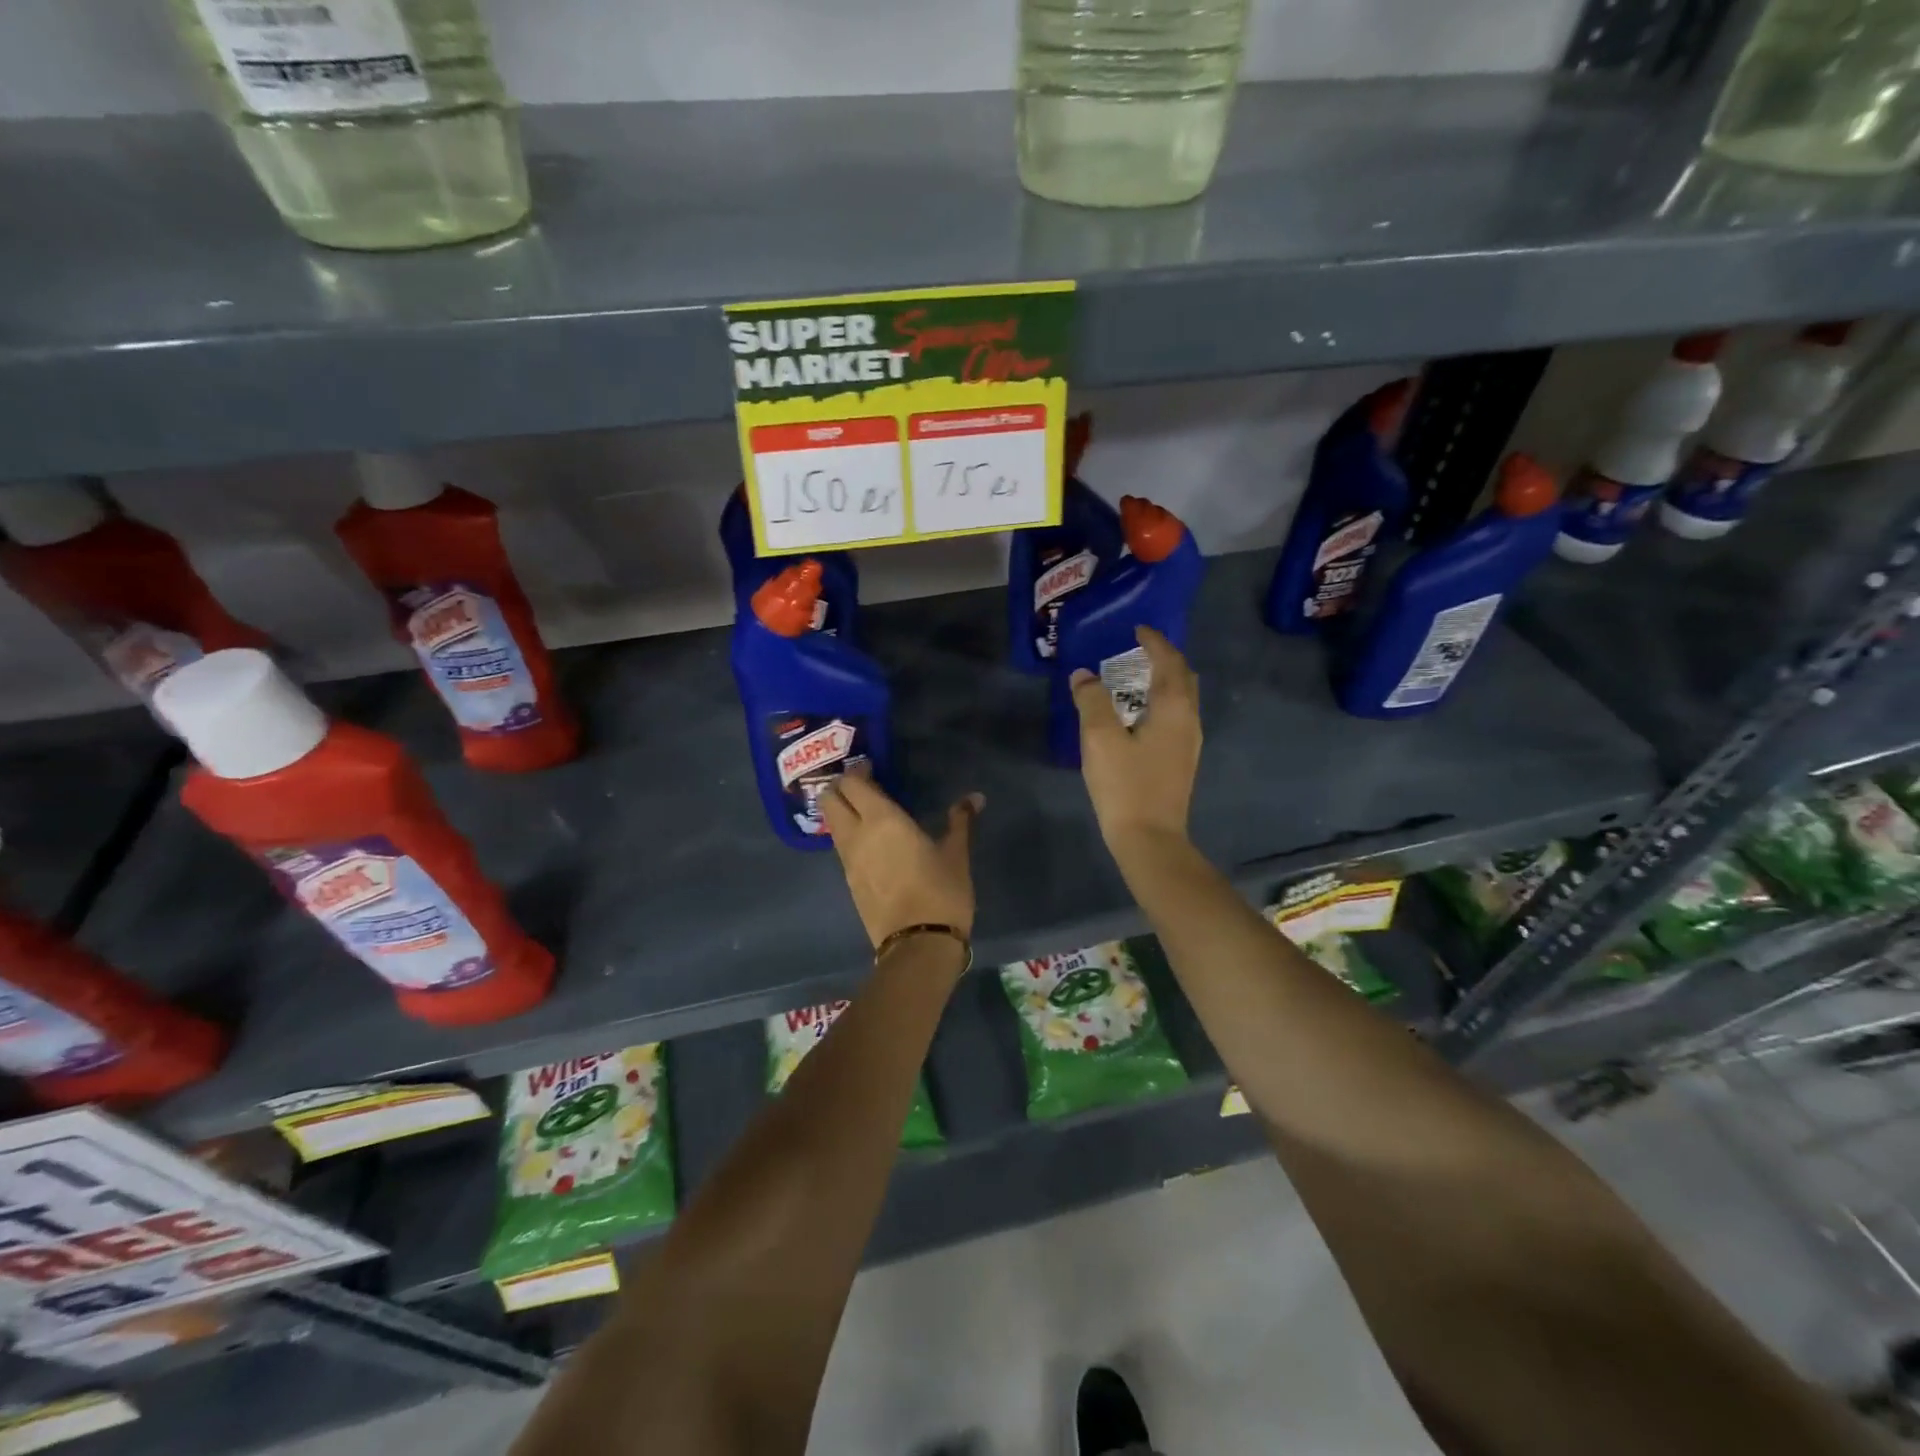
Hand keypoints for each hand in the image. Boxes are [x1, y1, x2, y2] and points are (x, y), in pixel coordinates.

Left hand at [819, 771, 981, 948]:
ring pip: (832, 824)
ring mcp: (848, 861)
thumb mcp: (956, 853)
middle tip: (864, 787)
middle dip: (841, 787)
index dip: (858, 771)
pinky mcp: (849, 882)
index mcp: (881, 819)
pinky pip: (841, 847)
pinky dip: (848, 835)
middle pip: (830, 800)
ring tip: (867, 812)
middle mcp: (856, 834)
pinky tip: (870, 842)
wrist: (919, 945)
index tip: (873, 768)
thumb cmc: (941, 892)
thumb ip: (961, 820)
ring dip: (842, 812)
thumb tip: (975, 797)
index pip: (853, 783)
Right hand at [1070, 626, 1200, 850]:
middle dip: (1164, 658)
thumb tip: (1083, 675)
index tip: (1137, 628)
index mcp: (1173, 708)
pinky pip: (1176, 716)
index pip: (1169, 661)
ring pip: (1182, 698)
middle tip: (1138, 649)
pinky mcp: (1181, 760)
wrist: (1149, 838)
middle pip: (1183, 677)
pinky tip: (1138, 714)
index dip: (1154, 641)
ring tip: (1135, 677)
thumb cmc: (1126, 785)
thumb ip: (1091, 701)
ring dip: (1163, 680)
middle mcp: (1189, 719)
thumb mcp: (1100, 738)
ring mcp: (1189, 742)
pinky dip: (1160, 701)